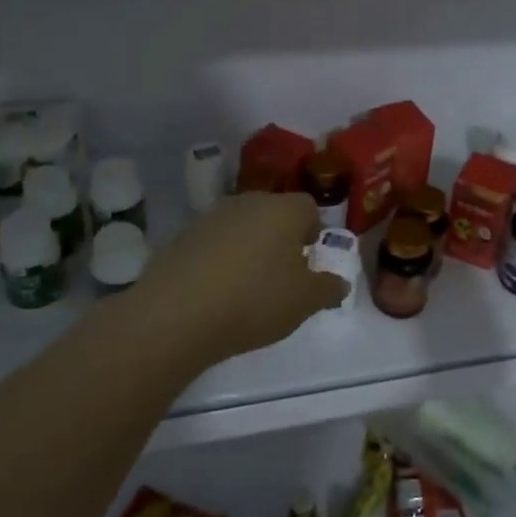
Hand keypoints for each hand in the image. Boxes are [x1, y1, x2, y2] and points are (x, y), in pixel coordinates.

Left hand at [130, 192, 348, 364]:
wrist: (176, 314)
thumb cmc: (255, 300)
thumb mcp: (305, 302)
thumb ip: (328, 288)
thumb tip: (338, 282)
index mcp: (284, 210)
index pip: (308, 208)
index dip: (313, 232)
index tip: (309, 261)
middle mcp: (248, 202)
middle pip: (273, 214)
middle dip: (280, 239)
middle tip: (281, 276)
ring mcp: (210, 217)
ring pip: (241, 227)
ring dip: (248, 248)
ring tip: (246, 287)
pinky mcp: (181, 237)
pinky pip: (212, 244)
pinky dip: (218, 260)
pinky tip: (215, 292)